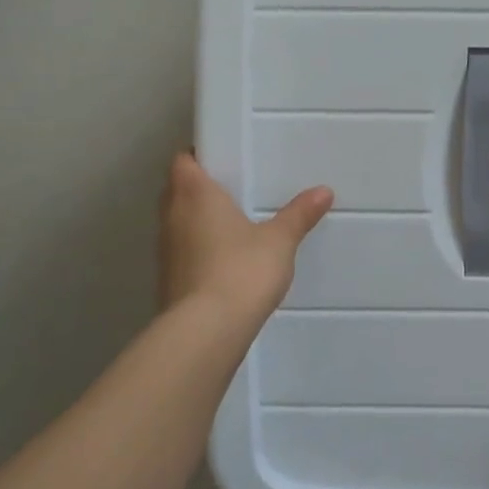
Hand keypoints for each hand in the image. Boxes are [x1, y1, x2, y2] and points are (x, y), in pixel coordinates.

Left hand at [158, 153, 332, 320]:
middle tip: (233, 187)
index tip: (223, 158)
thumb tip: (323, 191)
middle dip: (199, 187)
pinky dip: (197, 249)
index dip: (198, 157)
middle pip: (176, 189)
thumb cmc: (241, 270)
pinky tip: (224, 259)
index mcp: (195, 194)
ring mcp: (165, 251)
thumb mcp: (279, 240)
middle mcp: (172, 216)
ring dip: (196, 219)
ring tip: (232, 222)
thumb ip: (299, 214)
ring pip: (177, 222)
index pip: (182, 161)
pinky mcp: (167, 280)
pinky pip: (181, 251)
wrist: (206, 332)